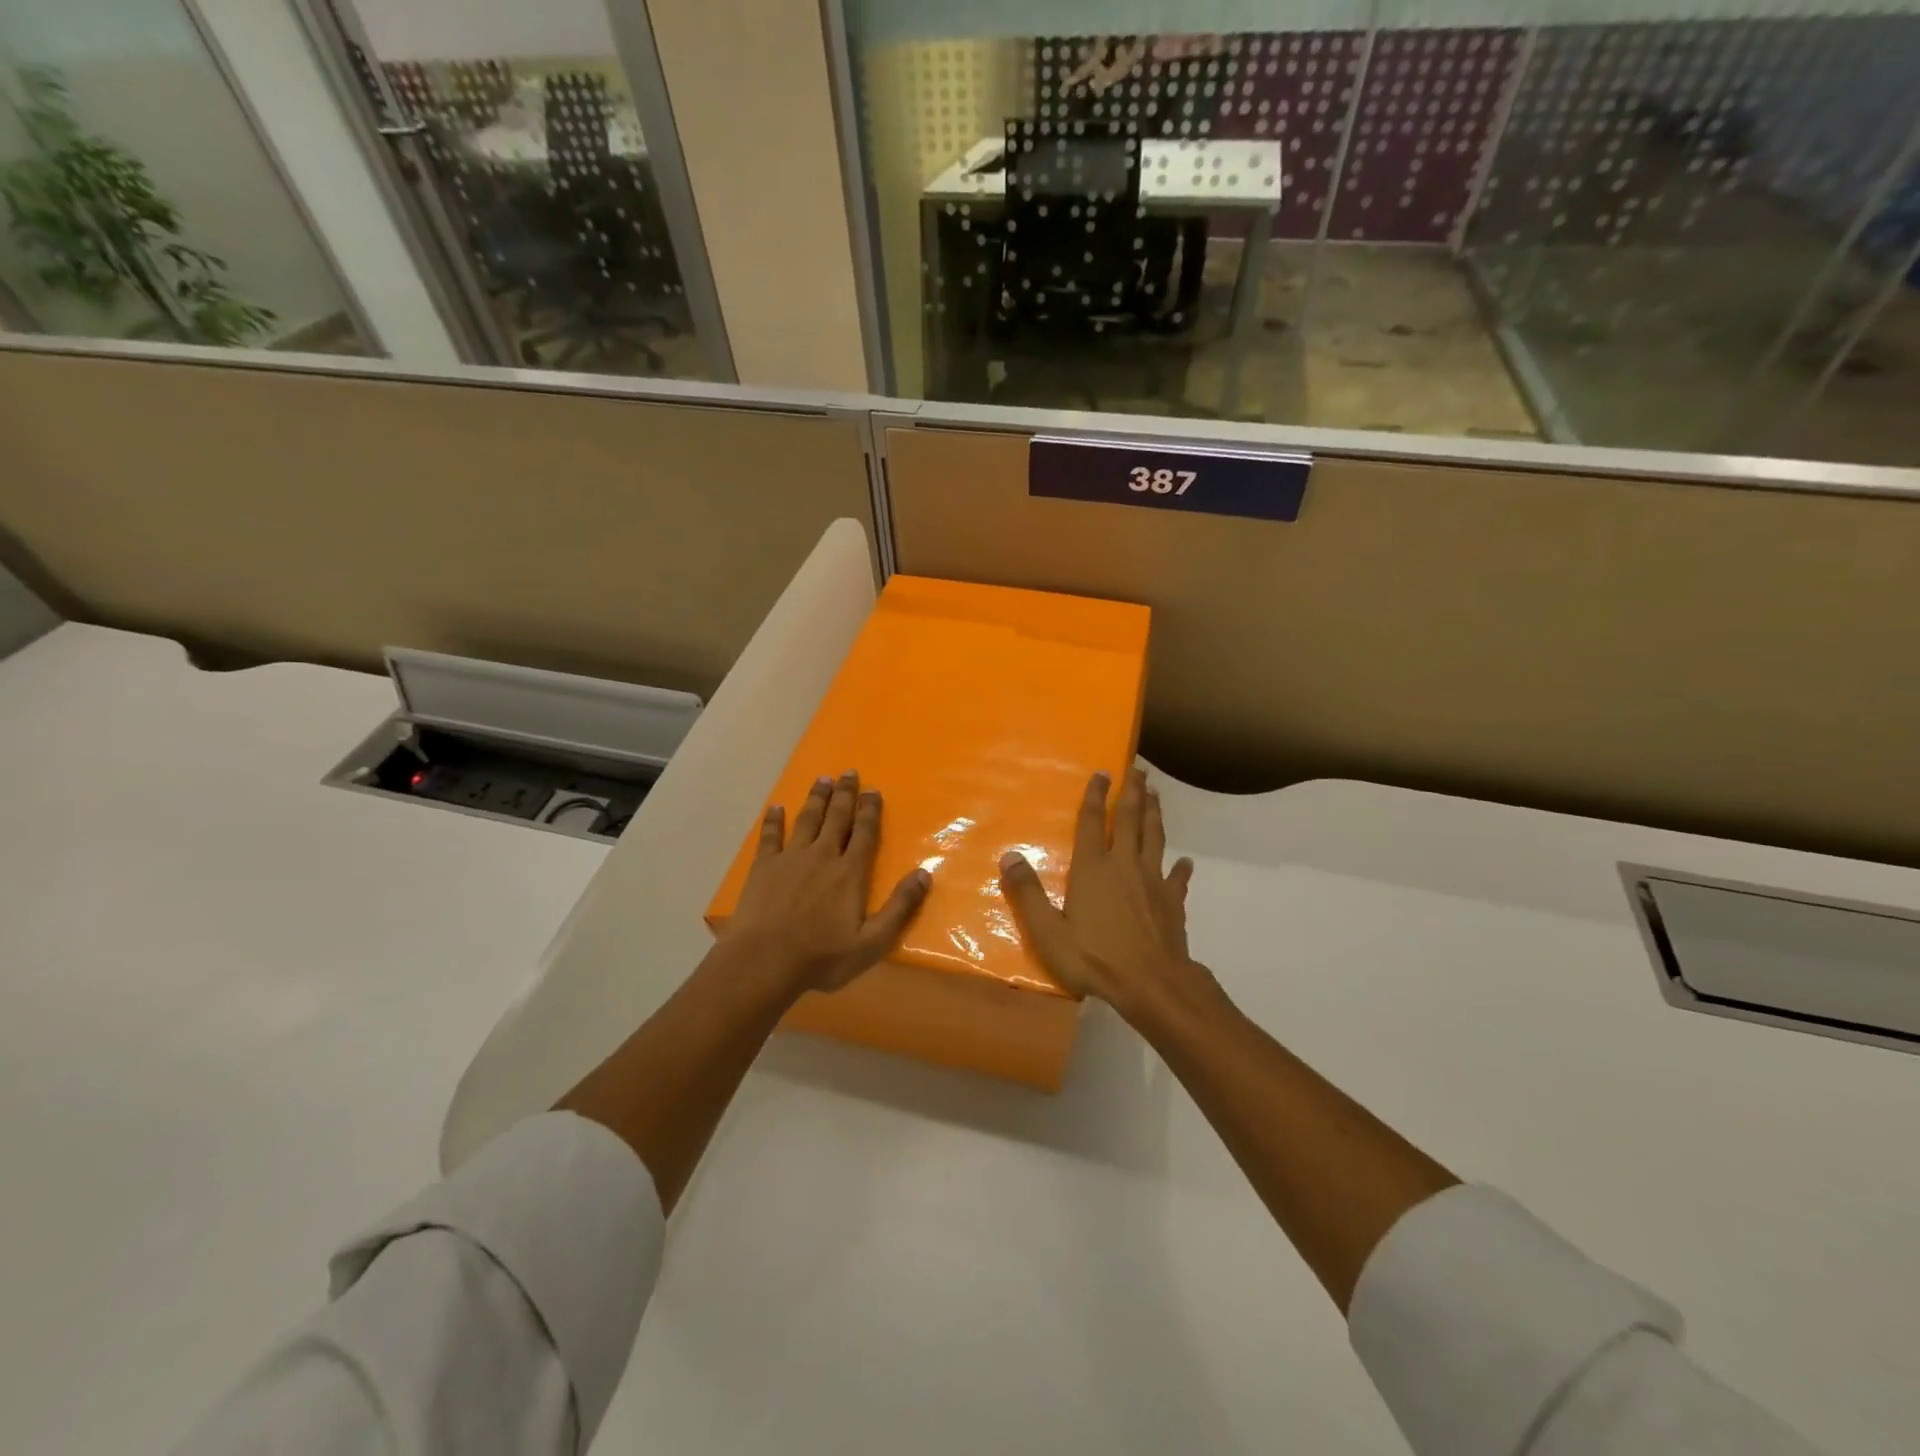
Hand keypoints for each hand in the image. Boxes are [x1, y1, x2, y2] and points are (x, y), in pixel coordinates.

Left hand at [722, 771, 929, 992]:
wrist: (764, 961)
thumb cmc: (821, 956)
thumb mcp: (871, 942)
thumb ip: (900, 907)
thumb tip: (924, 873)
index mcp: (850, 873)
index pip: (864, 833)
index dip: (870, 810)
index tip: (873, 790)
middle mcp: (822, 856)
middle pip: (836, 818)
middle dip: (844, 794)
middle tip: (848, 772)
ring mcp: (790, 858)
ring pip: (807, 820)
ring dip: (816, 798)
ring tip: (822, 779)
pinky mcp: (763, 867)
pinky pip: (770, 836)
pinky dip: (773, 820)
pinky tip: (775, 807)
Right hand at [998, 768, 1215, 1017]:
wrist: (1152, 985)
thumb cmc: (1095, 958)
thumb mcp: (1049, 932)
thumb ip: (1028, 893)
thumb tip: (1009, 856)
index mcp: (1093, 869)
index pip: (1092, 822)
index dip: (1095, 796)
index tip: (1103, 772)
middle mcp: (1125, 865)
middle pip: (1130, 820)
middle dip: (1133, 793)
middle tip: (1138, 770)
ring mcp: (1153, 882)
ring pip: (1155, 839)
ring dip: (1156, 814)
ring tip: (1157, 795)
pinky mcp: (1172, 902)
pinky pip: (1178, 879)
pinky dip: (1182, 868)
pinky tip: (1186, 863)